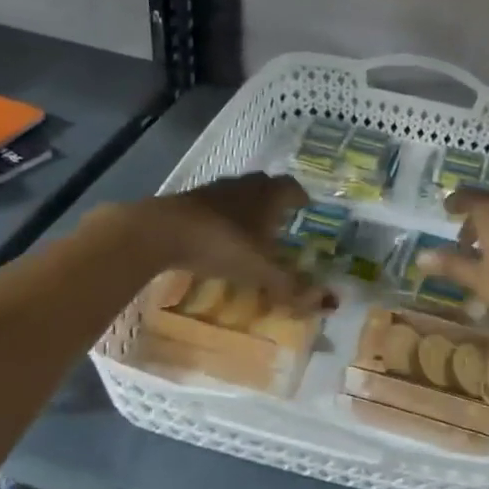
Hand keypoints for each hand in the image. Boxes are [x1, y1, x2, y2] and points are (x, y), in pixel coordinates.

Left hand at [90, 173, 323, 308]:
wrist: (161, 231)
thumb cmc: (221, 243)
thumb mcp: (260, 269)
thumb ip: (290, 285)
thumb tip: (327, 302)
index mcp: (268, 195)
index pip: (292, 188)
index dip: (301, 198)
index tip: (306, 208)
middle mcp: (245, 186)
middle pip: (266, 186)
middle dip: (275, 200)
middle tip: (281, 220)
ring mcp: (214, 190)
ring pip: (239, 194)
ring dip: (247, 207)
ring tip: (250, 230)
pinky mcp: (188, 201)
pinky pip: (215, 205)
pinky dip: (222, 217)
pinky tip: (218, 237)